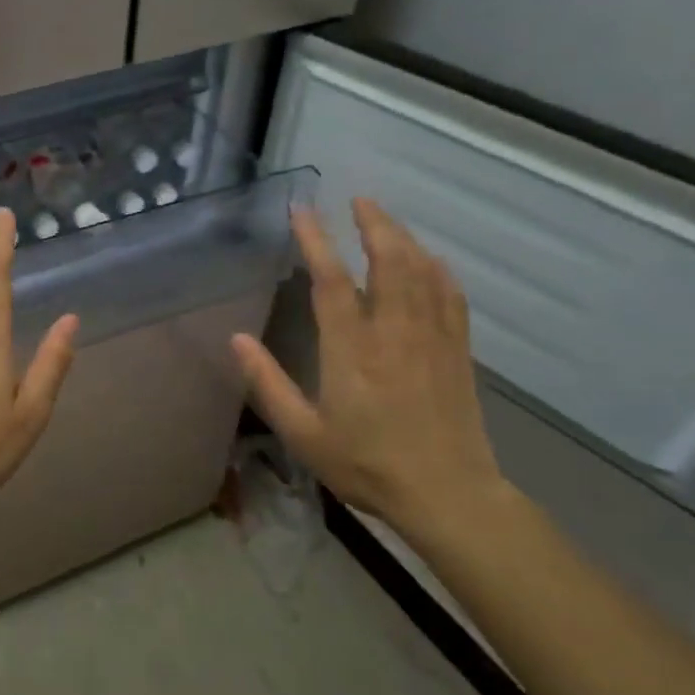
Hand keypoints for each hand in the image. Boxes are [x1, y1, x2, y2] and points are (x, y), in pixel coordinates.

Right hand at [231, 198, 505, 540]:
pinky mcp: (457, 351)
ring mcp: (432, 339)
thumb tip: (237, 340)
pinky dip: (437, 269)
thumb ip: (268, 384)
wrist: (448, 495)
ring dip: (402, 238)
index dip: (316, 240)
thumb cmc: (367, 465)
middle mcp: (394, 333)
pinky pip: (450, 296)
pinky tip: (429, 260)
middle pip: (389, 262)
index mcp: (352, 350)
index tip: (302, 210)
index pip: (331, 281)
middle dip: (373, 224)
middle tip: (357, 199)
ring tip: (384, 218)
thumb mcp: (304, 434)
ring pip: (421, 272)